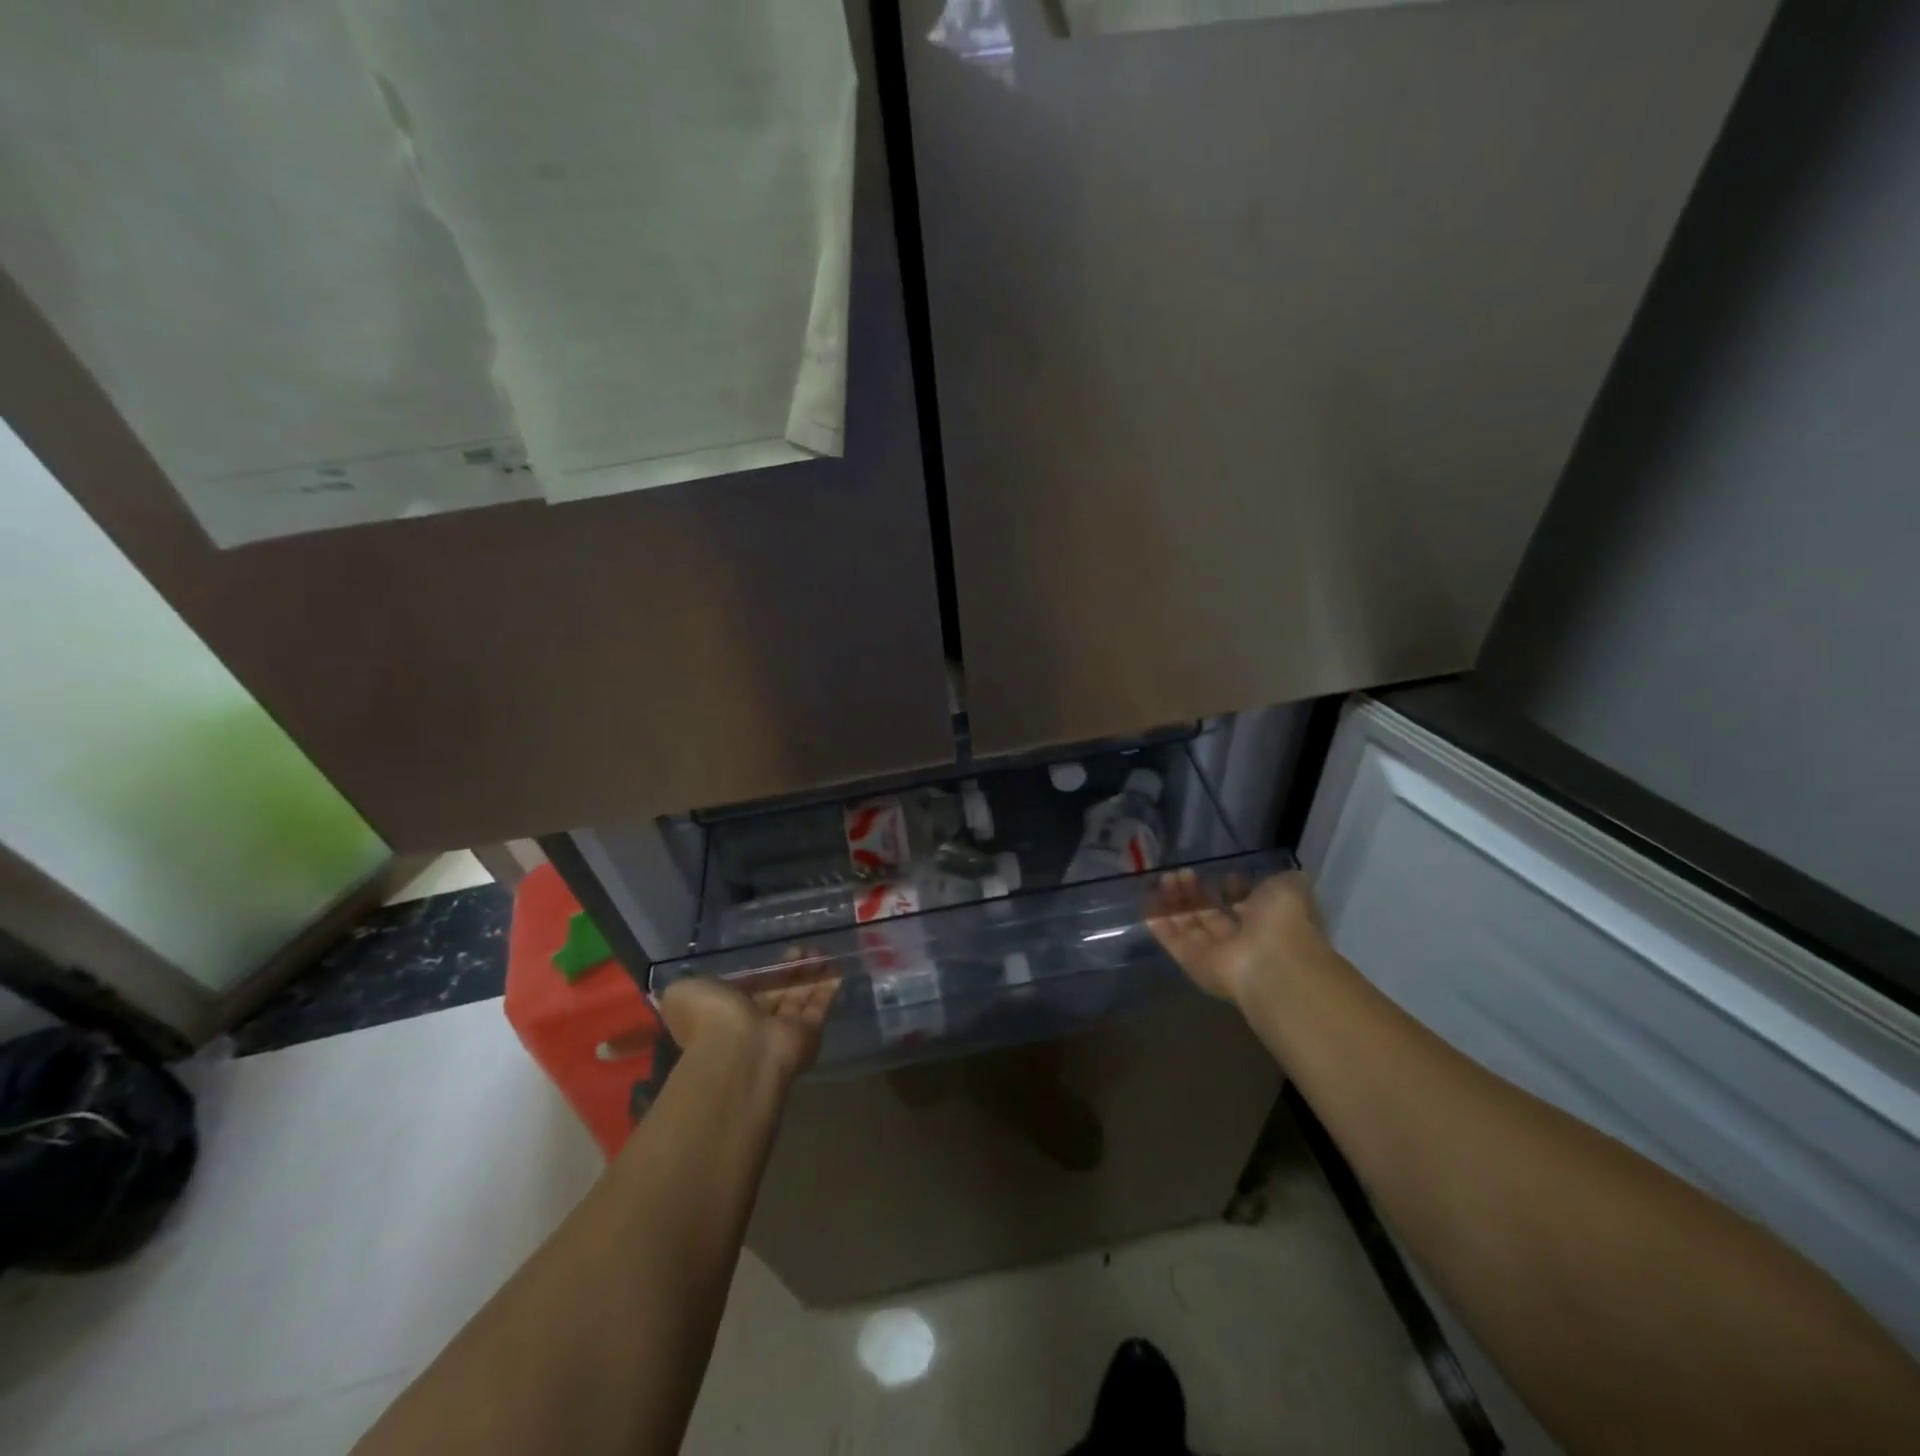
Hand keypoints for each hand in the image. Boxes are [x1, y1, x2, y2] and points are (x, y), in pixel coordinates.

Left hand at [656, 957, 840, 1086]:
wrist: (739, 1051)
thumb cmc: (709, 1018)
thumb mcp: (682, 992)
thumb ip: (689, 985)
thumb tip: (694, 984)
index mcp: (723, 1013)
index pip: (746, 989)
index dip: (762, 971)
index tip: (776, 953)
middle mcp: (753, 1023)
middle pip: (776, 992)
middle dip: (790, 970)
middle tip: (803, 948)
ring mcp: (781, 1031)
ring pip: (799, 997)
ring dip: (810, 974)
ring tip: (820, 951)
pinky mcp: (806, 1035)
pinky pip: (819, 1008)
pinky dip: (828, 988)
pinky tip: (837, 968)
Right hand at [1147, 867, 1331, 1007]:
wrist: (1272, 964)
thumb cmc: (1284, 922)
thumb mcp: (1289, 887)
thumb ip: (1276, 878)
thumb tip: (1259, 877)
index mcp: (1266, 922)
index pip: (1243, 904)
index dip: (1231, 888)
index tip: (1221, 873)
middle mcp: (1240, 939)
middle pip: (1210, 913)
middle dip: (1195, 891)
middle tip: (1183, 871)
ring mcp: (1214, 953)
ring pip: (1188, 924)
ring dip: (1175, 900)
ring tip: (1167, 877)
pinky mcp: (1191, 962)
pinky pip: (1171, 939)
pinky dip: (1158, 920)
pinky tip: (1147, 898)